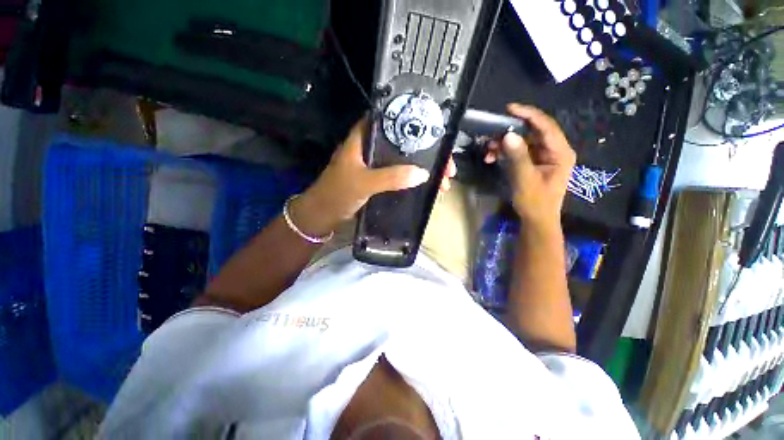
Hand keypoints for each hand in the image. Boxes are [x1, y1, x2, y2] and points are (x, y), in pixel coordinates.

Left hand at [290, 118, 441, 236]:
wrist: (323, 215)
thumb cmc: (337, 194)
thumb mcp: (363, 183)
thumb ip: (390, 177)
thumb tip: (422, 173)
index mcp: (364, 139)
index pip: (391, 121)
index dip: (414, 123)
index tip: (436, 132)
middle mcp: (372, 149)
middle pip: (405, 144)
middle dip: (427, 153)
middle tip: (447, 166)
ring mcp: (376, 166)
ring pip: (405, 161)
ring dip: (424, 169)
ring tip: (444, 181)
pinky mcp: (379, 180)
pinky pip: (401, 176)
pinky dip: (414, 180)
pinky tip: (428, 186)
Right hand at [485, 104, 574, 225]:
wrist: (536, 220)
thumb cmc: (535, 202)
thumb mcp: (525, 179)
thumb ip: (518, 157)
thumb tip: (508, 135)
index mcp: (560, 153)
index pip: (546, 126)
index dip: (528, 115)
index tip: (509, 109)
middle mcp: (553, 151)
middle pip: (532, 132)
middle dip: (510, 132)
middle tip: (491, 134)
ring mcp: (542, 157)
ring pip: (522, 141)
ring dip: (504, 144)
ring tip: (487, 149)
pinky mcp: (532, 163)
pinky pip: (517, 151)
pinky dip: (504, 153)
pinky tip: (491, 157)